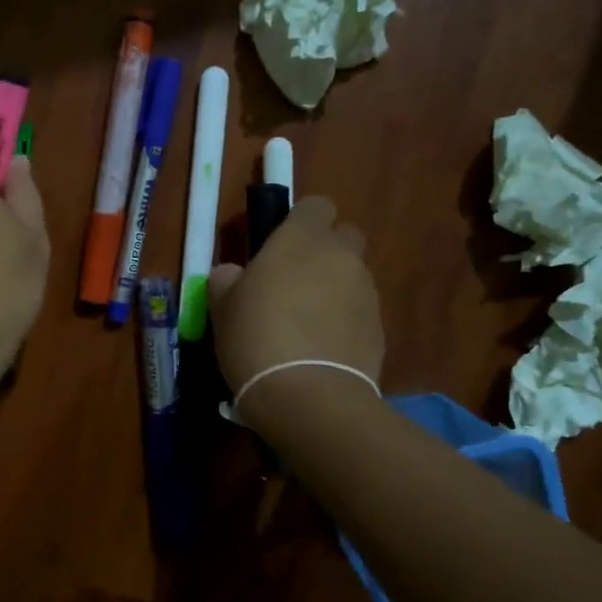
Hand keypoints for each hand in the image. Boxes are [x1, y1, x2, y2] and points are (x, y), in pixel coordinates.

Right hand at [207, 195, 383, 406]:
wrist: (308, 396)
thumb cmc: (255, 338)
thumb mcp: (222, 307)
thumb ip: (227, 280)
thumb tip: (233, 274)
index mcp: (301, 239)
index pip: (316, 205)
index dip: (301, 221)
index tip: (280, 245)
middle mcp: (341, 256)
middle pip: (344, 236)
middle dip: (326, 251)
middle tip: (296, 281)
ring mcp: (366, 292)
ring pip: (353, 275)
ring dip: (335, 288)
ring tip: (307, 324)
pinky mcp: (379, 327)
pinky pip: (360, 311)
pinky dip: (345, 320)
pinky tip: (322, 348)